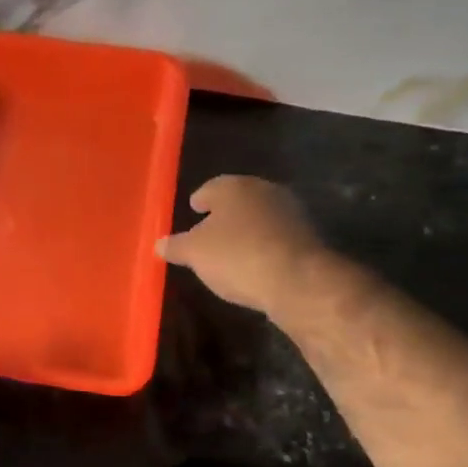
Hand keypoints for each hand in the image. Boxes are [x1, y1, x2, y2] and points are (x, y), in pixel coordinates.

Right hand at [156, 176, 322, 316]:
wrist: (297, 280)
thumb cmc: (236, 256)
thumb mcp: (195, 254)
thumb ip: (176, 246)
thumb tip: (159, 244)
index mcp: (234, 186)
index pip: (211, 187)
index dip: (200, 199)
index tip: (193, 209)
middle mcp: (265, 191)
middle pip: (239, 200)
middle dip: (225, 214)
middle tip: (210, 230)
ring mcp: (291, 212)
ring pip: (260, 217)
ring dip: (247, 230)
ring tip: (232, 250)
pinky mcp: (308, 237)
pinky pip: (277, 238)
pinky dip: (265, 246)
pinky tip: (256, 263)